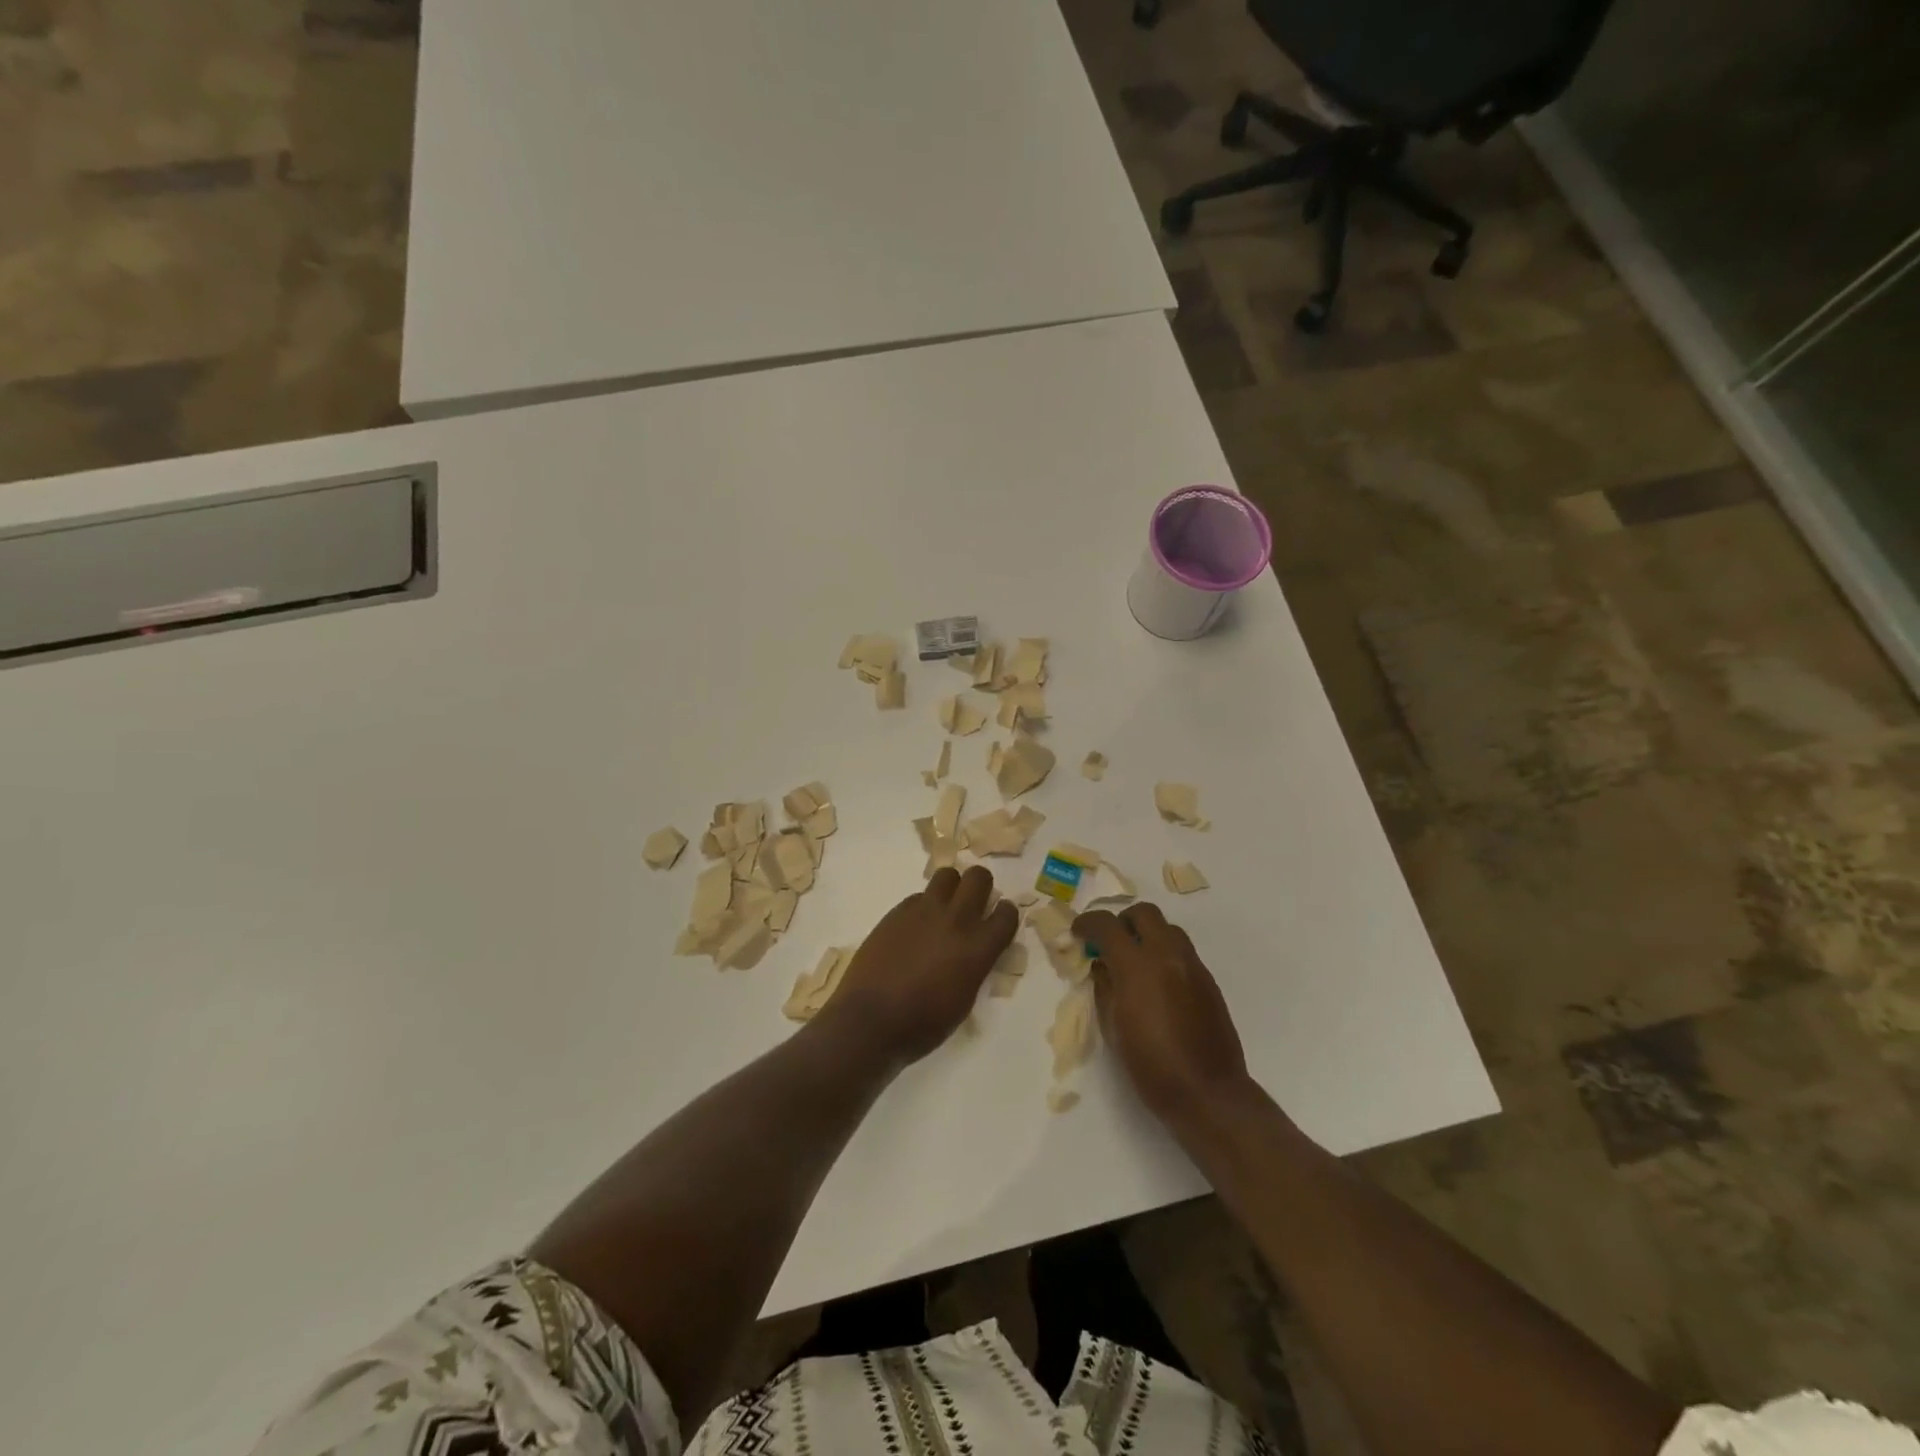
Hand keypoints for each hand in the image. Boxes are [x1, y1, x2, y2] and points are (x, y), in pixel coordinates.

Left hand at [825, 865, 1017, 1064]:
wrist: (870, 1019)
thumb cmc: (922, 1024)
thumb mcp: (964, 1001)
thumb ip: (975, 967)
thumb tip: (975, 952)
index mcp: (977, 948)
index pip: (1007, 913)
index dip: (1005, 914)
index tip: (998, 921)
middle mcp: (956, 920)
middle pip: (979, 878)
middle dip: (981, 886)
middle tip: (973, 904)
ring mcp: (924, 911)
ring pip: (947, 875)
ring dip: (952, 887)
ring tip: (945, 908)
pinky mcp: (898, 911)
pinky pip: (919, 896)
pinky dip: (924, 906)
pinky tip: (915, 928)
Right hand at [1074, 901, 1251, 1125]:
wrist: (1208, 1093)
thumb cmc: (1151, 1066)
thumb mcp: (1113, 1028)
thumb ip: (1105, 988)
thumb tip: (1102, 967)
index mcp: (1137, 966)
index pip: (1107, 925)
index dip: (1088, 924)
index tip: (1078, 933)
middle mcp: (1167, 955)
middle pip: (1143, 913)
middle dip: (1122, 921)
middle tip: (1110, 943)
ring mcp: (1192, 965)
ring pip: (1168, 928)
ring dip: (1147, 935)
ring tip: (1135, 962)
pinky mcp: (1208, 980)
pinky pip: (1183, 951)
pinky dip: (1165, 954)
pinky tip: (1158, 983)